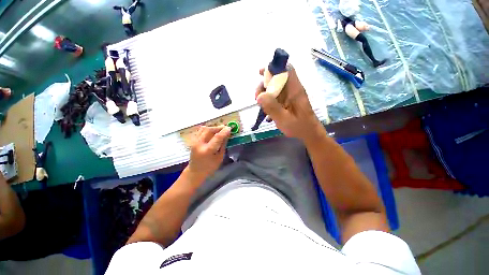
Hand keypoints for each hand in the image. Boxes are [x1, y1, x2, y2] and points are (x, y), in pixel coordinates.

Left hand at [187, 125, 230, 182]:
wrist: (195, 172)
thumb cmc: (210, 167)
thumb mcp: (220, 157)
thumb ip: (223, 145)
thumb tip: (227, 135)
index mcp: (207, 150)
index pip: (217, 137)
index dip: (224, 131)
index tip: (229, 128)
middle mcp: (199, 144)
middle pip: (209, 130)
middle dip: (218, 127)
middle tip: (225, 128)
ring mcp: (194, 142)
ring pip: (204, 129)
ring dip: (213, 127)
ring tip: (219, 129)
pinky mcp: (193, 141)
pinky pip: (200, 131)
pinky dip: (207, 129)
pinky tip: (212, 132)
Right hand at [255, 66, 325, 143]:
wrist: (309, 134)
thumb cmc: (299, 127)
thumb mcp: (284, 119)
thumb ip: (272, 107)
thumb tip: (259, 96)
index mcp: (295, 90)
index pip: (287, 70)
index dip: (274, 68)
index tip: (260, 73)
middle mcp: (292, 90)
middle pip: (277, 79)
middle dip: (264, 85)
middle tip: (257, 98)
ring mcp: (290, 96)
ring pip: (275, 88)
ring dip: (265, 95)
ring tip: (261, 107)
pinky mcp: (288, 102)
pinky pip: (276, 97)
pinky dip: (269, 101)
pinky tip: (266, 112)